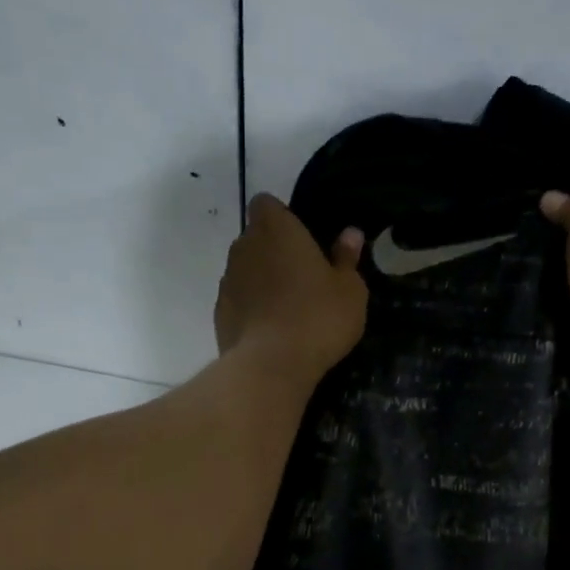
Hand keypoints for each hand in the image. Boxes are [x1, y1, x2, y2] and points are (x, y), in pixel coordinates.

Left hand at [214, 194, 367, 384]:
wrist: (271, 365)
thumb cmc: (318, 317)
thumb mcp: (349, 290)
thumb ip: (347, 258)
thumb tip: (350, 234)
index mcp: (275, 229)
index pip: (266, 204)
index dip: (282, 218)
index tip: (302, 240)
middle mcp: (244, 247)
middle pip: (255, 237)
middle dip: (273, 251)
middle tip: (302, 278)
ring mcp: (227, 281)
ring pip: (245, 270)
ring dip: (261, 281)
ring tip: (287, 308)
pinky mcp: (219, 313)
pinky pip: (238, 301)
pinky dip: (251, 308)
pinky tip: (272, 331)